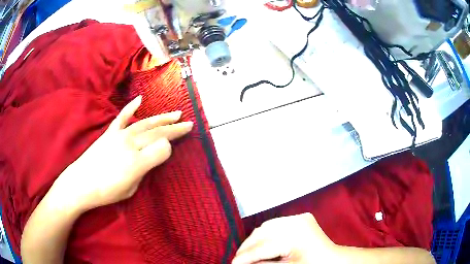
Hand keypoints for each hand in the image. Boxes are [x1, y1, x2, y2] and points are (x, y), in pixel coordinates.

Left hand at [52, 95, 192, 212]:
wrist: (81, 183)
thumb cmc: (107, 192)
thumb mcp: (131, 188)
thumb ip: (146, 169)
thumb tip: (155, 154)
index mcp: (137, 162)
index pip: (162, 147)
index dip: (170, 147)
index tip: (173, 149)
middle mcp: (130, 144)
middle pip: (157, 133)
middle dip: (174, 128)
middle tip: (188, 123)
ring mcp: (119, 135)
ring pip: (145, 123)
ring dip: (161, 118)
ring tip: (175, 113)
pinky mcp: (110, 133)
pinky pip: (122, 117)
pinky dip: (131, 107)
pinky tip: (140, 99)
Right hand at [232, 213, 341, 263]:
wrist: (333, 260)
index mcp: (295, 236)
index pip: (262, 247)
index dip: (245, 257)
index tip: (232, 263)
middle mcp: (296, 221)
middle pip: (262, 233)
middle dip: (247, 247)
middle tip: (238, 259)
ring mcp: (299, 217)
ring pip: (266, 226)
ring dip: (255, 239)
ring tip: (248, 252)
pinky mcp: (301, 217)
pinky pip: (276, 223)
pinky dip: (266, 233)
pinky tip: (262, 243)